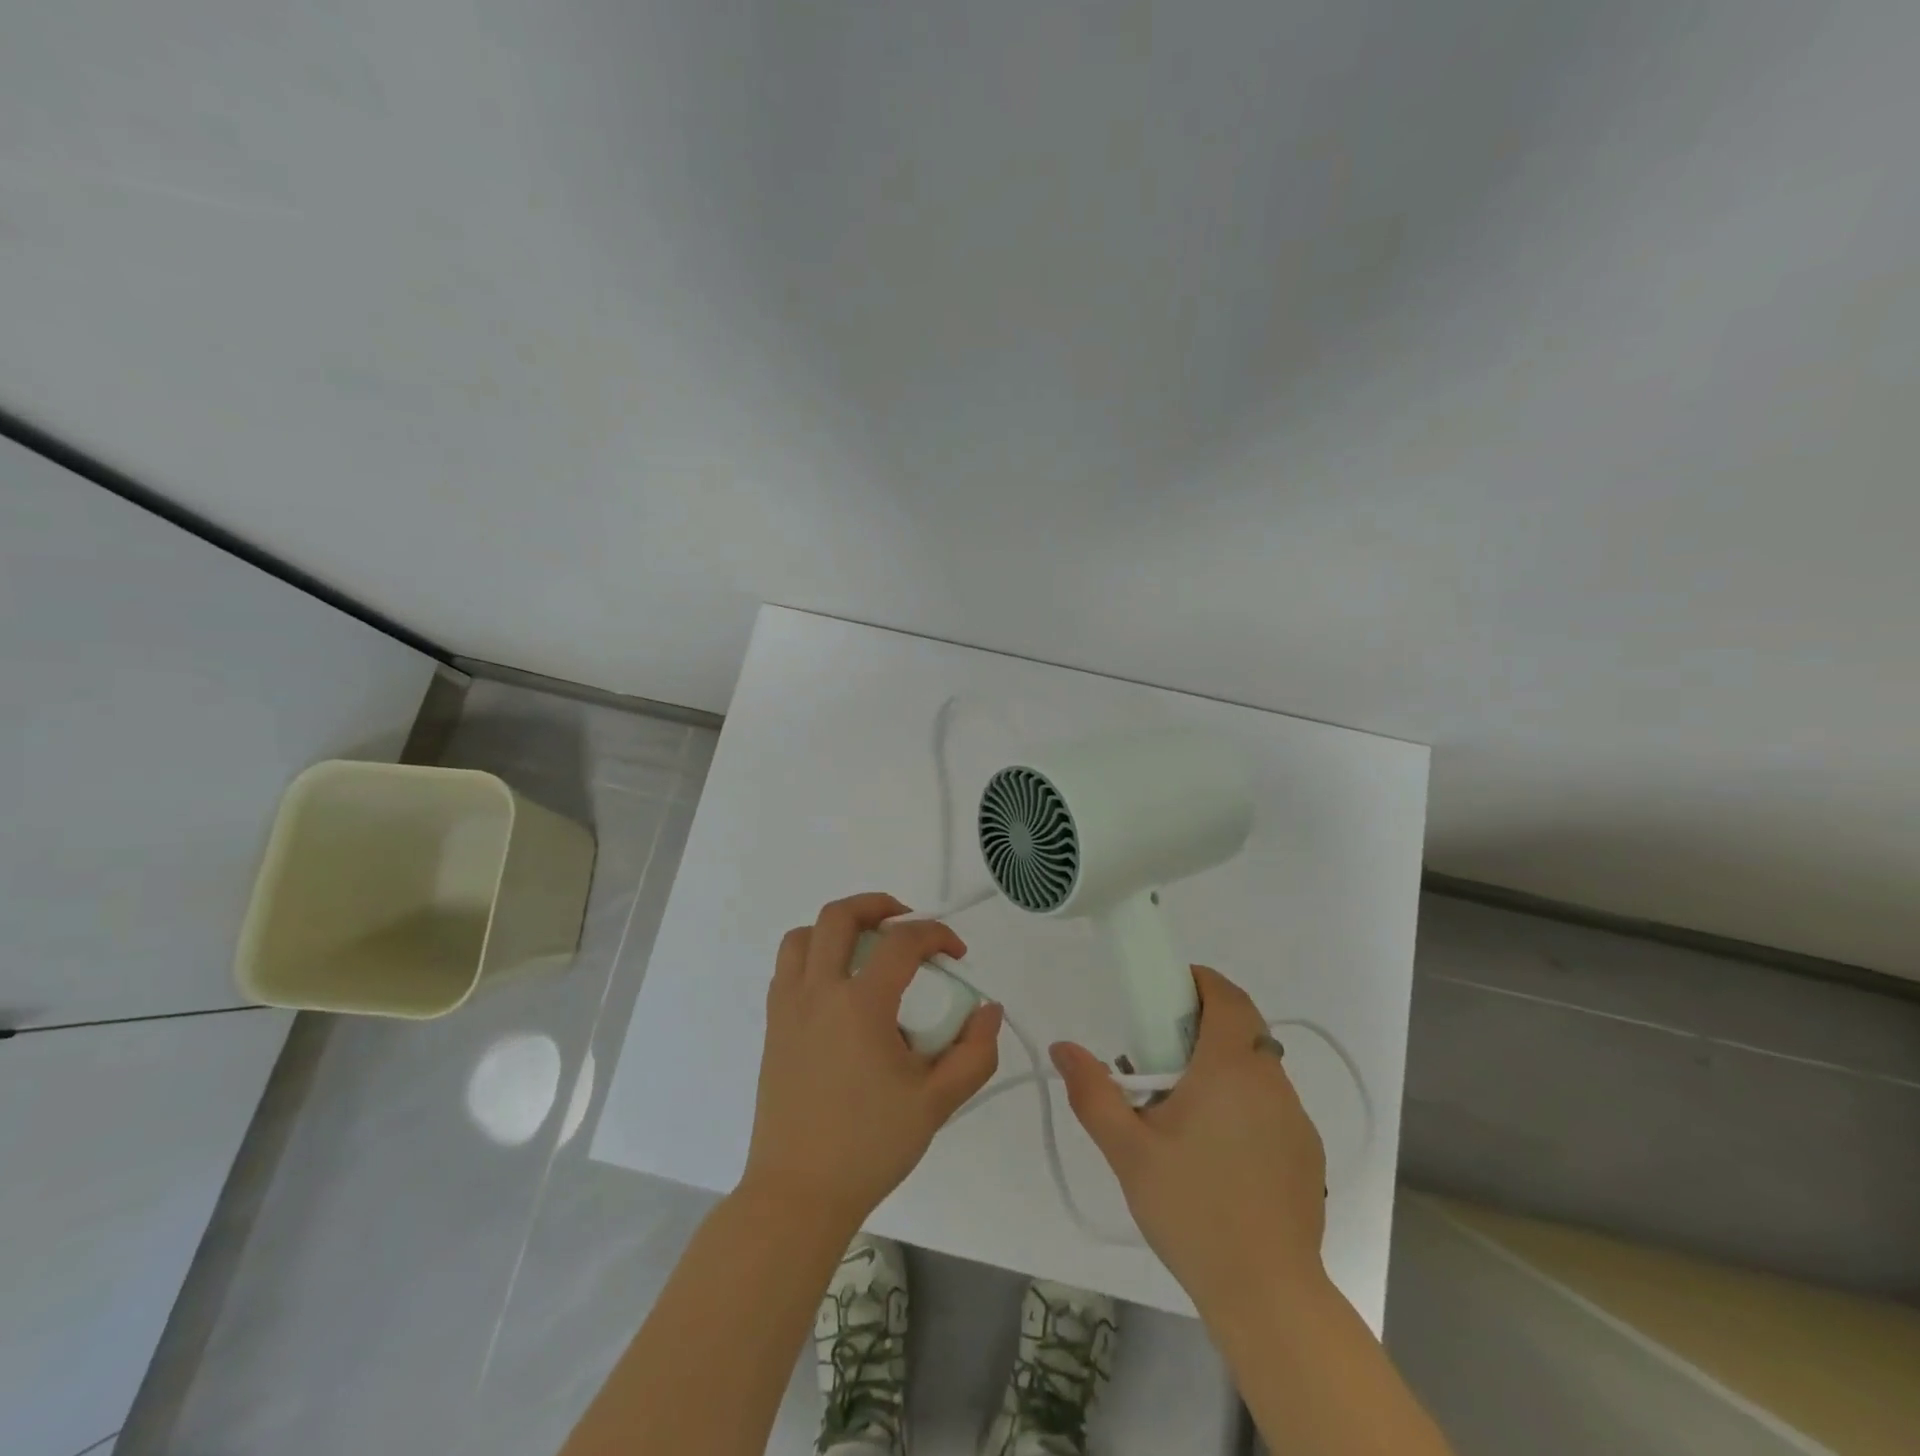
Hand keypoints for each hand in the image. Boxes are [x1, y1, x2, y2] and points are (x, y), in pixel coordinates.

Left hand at [741, 893, 1003, 1233]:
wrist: (798, 1194)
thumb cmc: (870, 1146)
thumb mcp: (938, 1102)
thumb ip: (975, 1052)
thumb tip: (989, 1010)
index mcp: (860, 1004)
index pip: (902, 942)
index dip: (936, 934)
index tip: (956, 953)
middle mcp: (818, 992)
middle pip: (839, 916)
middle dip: (878, 905)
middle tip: (906, 923)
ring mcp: (788, 1008)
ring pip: (803, 937)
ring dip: (836, 928)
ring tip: (866, 949)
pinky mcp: (773, 1028)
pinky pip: (787, 969)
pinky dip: (813, 957)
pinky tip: (839, 989)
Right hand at [1050, 965, 1326, 1309]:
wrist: (1268, 1294)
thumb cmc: (1192, 1209)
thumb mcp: (1127, 1150)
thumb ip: (1093, 1092)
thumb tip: (1062, 1047)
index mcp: (1230, 1067)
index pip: (1226, 996)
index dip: (1200, 982)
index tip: (1166, 992)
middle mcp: (1270, 1081)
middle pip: (1243, 1026)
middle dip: (1204, 1023)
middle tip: (1161, 1053)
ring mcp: (1296, 1118)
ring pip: (1258, 1066)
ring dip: (1223, 1064)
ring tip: (1183, 1108)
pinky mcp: (1307, 1152)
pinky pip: (1271, 1103)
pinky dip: (1244, 1100)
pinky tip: (1218, 1149)